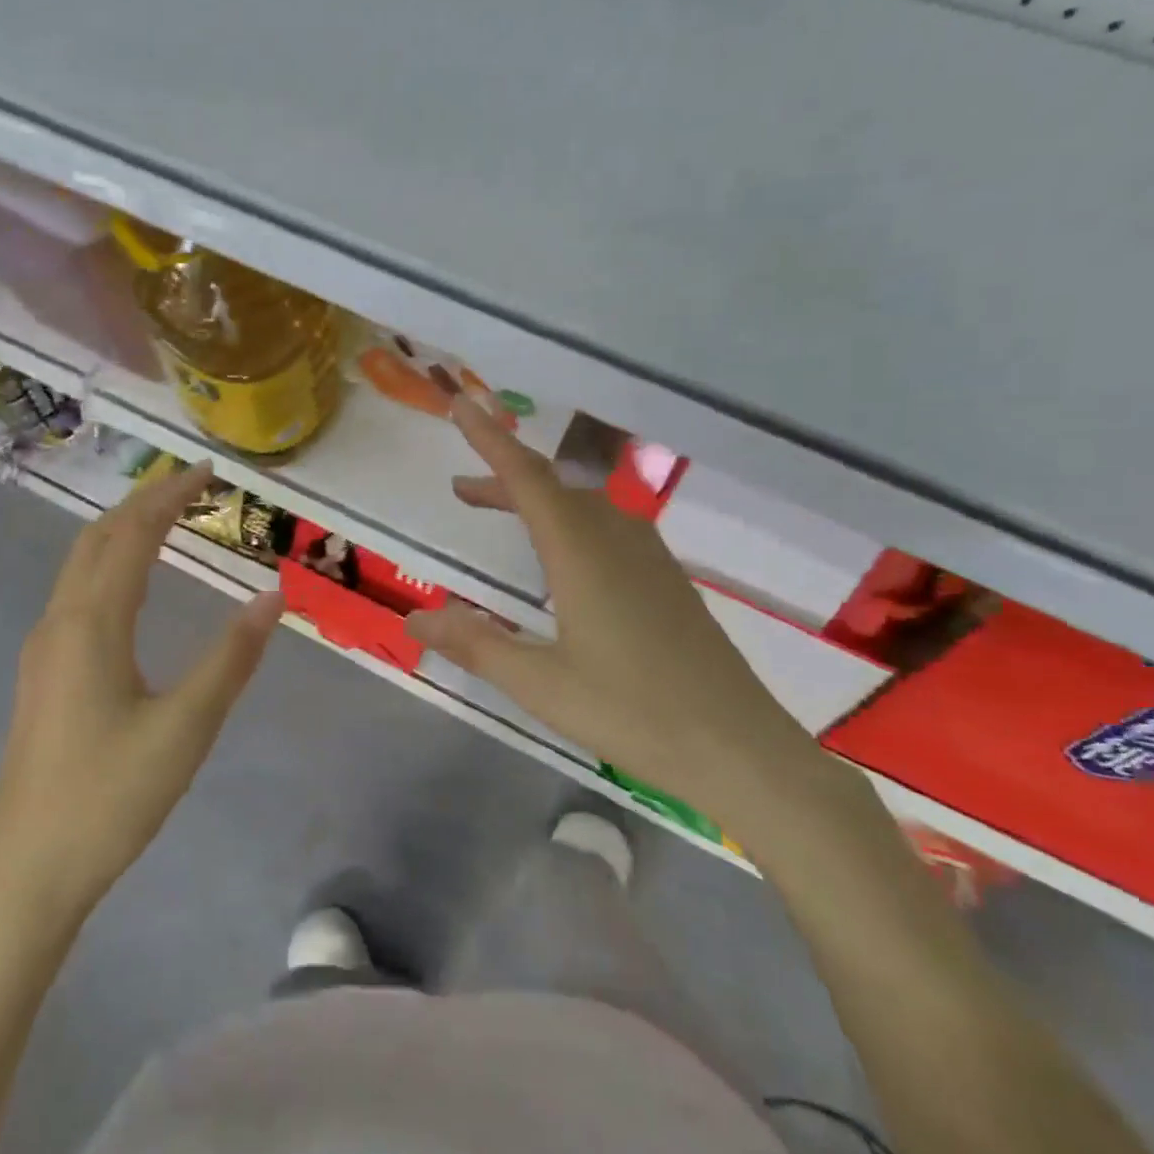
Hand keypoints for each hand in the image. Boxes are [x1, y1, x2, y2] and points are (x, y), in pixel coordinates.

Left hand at [0, 461, 284, 913]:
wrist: (28, 872)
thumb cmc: (111, 798)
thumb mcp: (186, 728)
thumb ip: (231, 659)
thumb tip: (272, 597)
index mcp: (90, 626)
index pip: (131, 536)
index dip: (168, 497)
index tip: (206, 472)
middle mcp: (59, 624)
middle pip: (97, 540)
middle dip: (142, 503)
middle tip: (189, 485)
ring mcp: (43, 651)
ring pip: (80, 567)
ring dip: (121, 533)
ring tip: (165, 519)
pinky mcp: (42, 676)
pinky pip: (76, 595)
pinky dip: (108, 566)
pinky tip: (130, 587)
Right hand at [405, 400, 815, 831]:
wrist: (740, 749)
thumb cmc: (632, 713)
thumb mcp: (539, 683)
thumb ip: (475, 644)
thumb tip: (413, 620)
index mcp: (581, 552)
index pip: (526, 478)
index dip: (488, 439)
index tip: (460, 404)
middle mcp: (617, 540)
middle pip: (553, 487)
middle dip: (504, 477)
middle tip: (461, 490)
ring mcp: (649, 559)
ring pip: (583, 506)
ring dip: (537, 501)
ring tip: (500, 514)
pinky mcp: (668, 582)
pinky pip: (608, 528)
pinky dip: (569, 523)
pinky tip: (563, 559)